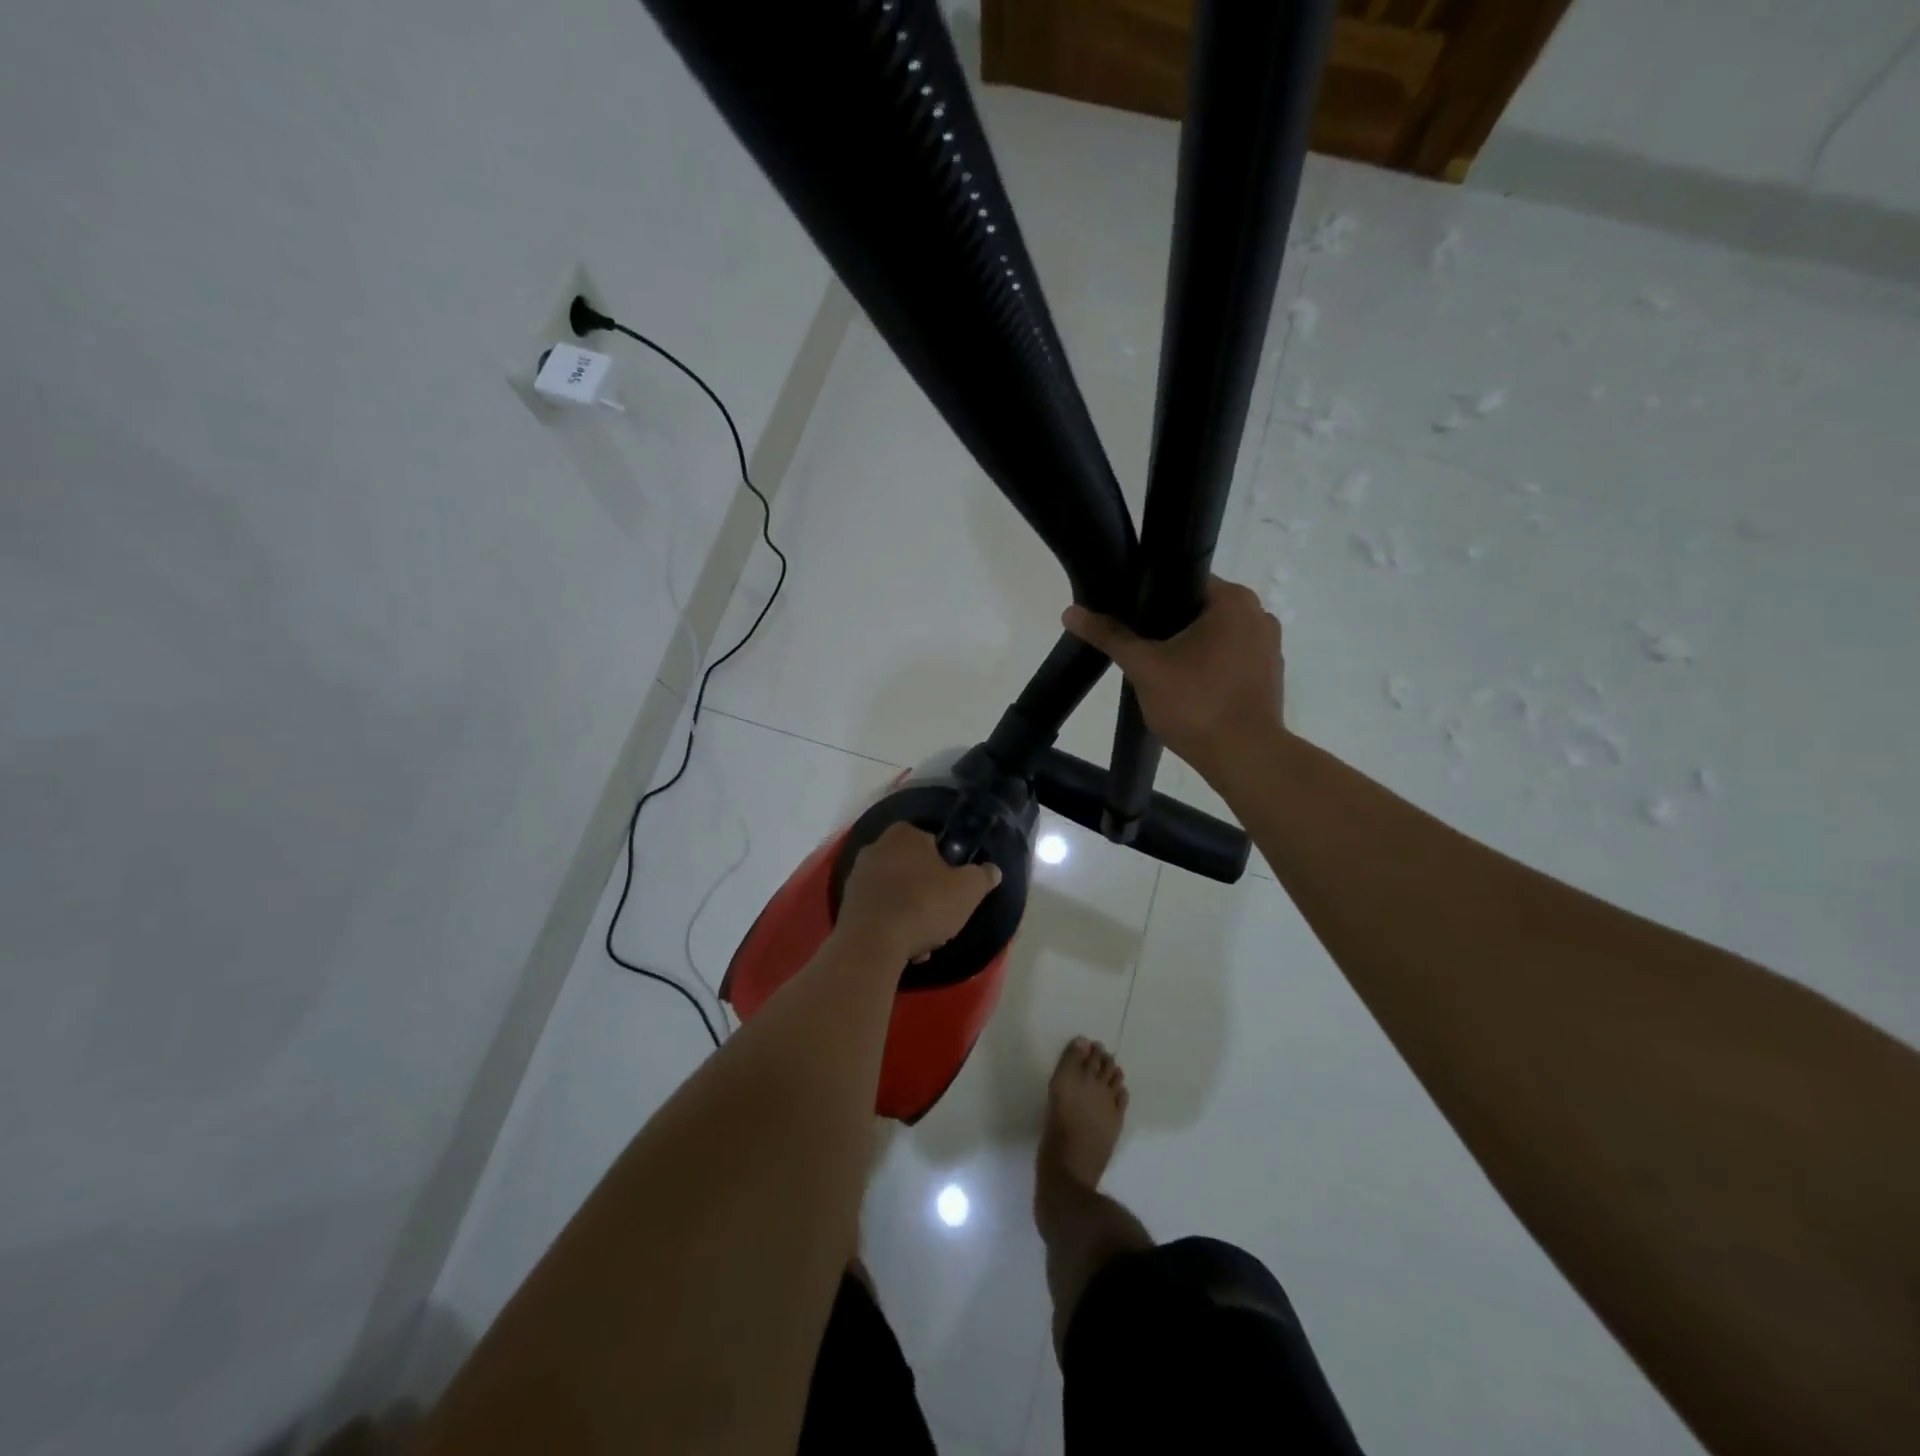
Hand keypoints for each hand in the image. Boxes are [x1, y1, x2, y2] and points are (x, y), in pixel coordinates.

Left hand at [835, 823, 1001, 962]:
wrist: (872, 942)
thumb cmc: (924, 905)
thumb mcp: (968, 890)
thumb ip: (982, 876)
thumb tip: (992, 870)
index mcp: (905, 834)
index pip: (930, 841)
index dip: (946, 865)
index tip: (954, 889)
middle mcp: (876, 847)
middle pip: (912, 868)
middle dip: (927, 892)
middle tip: (941, 916)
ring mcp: (857, 876)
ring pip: (895, 893)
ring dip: (910, 913)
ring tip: (924, 942)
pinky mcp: (847, 904)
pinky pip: (878, 911)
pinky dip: (892, 926)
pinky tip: (905, 949)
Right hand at [1063, 575, 1284, 782]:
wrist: (1244, 757)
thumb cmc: (1196, 703)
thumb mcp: (1144, 666)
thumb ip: (1110, 636)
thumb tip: (1071, 612)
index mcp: (1233, 600)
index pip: (1183, 579)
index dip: (1150, 595)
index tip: (1128, 616)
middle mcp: (1258, 614)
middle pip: (1199, 609)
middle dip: (1168, 626)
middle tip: (1138, 646)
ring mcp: (1269, 647)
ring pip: (1216, 637)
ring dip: (1189, 648)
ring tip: (1158, 668)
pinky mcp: (1270, 676)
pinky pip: (1231, 660)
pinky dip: (1210, 668)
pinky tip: (1188, 688)